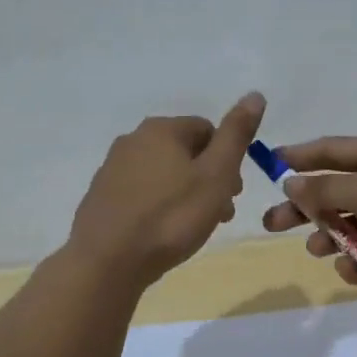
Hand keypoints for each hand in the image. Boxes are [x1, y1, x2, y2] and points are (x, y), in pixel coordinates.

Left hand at [68, 93, 264, 288]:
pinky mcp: (101, 197)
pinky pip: (142, 193)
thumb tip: (255, 94)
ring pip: (164, 174)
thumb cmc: (171, 217)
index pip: (208, 130)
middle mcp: (133, 140)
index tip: (233, 193)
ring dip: (186, 194)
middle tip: (219, 214)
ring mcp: (112, 168)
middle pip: (185, 152)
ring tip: (194, 228)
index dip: (228, 160)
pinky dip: (159, 206)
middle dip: (208, 179)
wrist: (107, 261)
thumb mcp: (216, 175)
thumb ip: (236, 135)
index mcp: (161, 129)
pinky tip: (164, 233)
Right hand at [260, 135, 356, 297]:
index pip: (333, 150)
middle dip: (304, 209)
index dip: (301, 156)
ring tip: (317, 250)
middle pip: (335, 192)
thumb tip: (291, 183)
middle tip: (271, 224)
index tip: (270, 164)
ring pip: (350, 227)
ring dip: (330, 238)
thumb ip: (326, 189)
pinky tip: (355, 271)